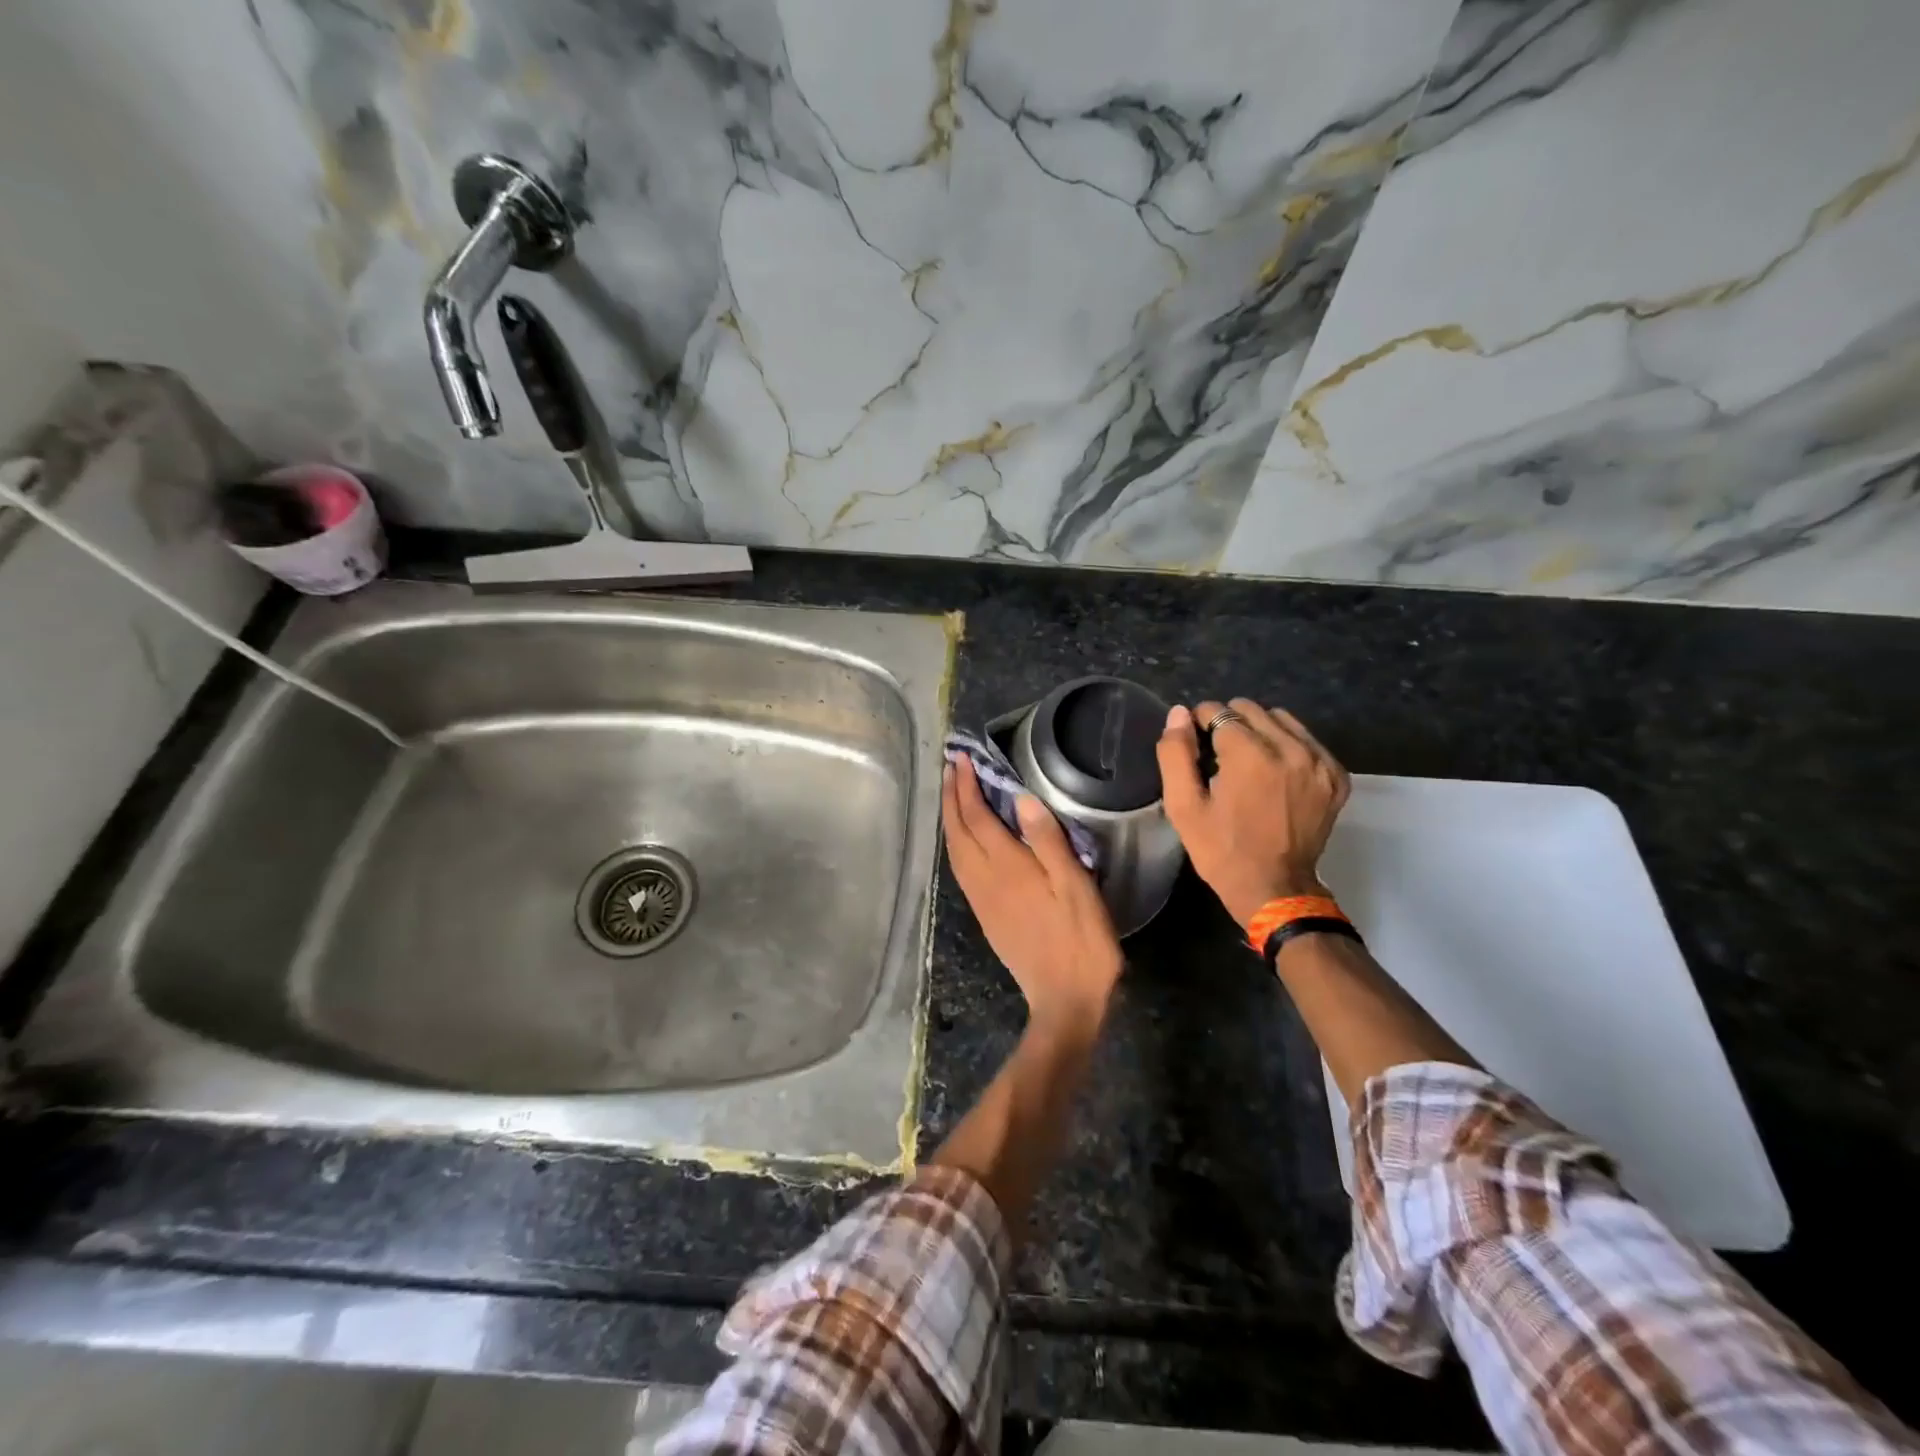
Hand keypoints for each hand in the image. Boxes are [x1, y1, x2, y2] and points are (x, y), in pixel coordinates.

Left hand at [942, 755, 1122, 1032]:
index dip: (966, 786)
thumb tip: (1021, 798)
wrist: (1064, 1001)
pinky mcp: (985, 916)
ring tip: (951, 796)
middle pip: (957, 831)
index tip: (960, 759)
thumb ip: (1048, 841)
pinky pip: (960, 870)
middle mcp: (985, 880)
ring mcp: (982, 900)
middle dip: (950, 797)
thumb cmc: (1081, 941)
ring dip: (950, 819)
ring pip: (954, 851)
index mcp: (1007, 867)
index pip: (976, 816)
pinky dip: (956, 844)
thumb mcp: (1076, 887)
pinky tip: (963, 842)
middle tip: (949, 768)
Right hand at [1156, 699, 1351, 925]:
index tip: (1195, 744)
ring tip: (1248, 761)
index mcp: (1250, 756)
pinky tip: (1275, 771)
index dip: (1200, 723)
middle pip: (1251, 710)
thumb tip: (1179, 713)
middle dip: (1229, 724)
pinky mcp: (1336, 776)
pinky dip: (1288, 746)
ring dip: (1259, 731)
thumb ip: (1176, 754)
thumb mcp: (1183, 806)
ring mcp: (1319, 762)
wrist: (1274, 888)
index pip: (1219, 711)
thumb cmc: (1221, 849)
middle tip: (1219, 755)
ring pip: (1281, 719)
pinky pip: (1308, 740)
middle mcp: (1290, 750)